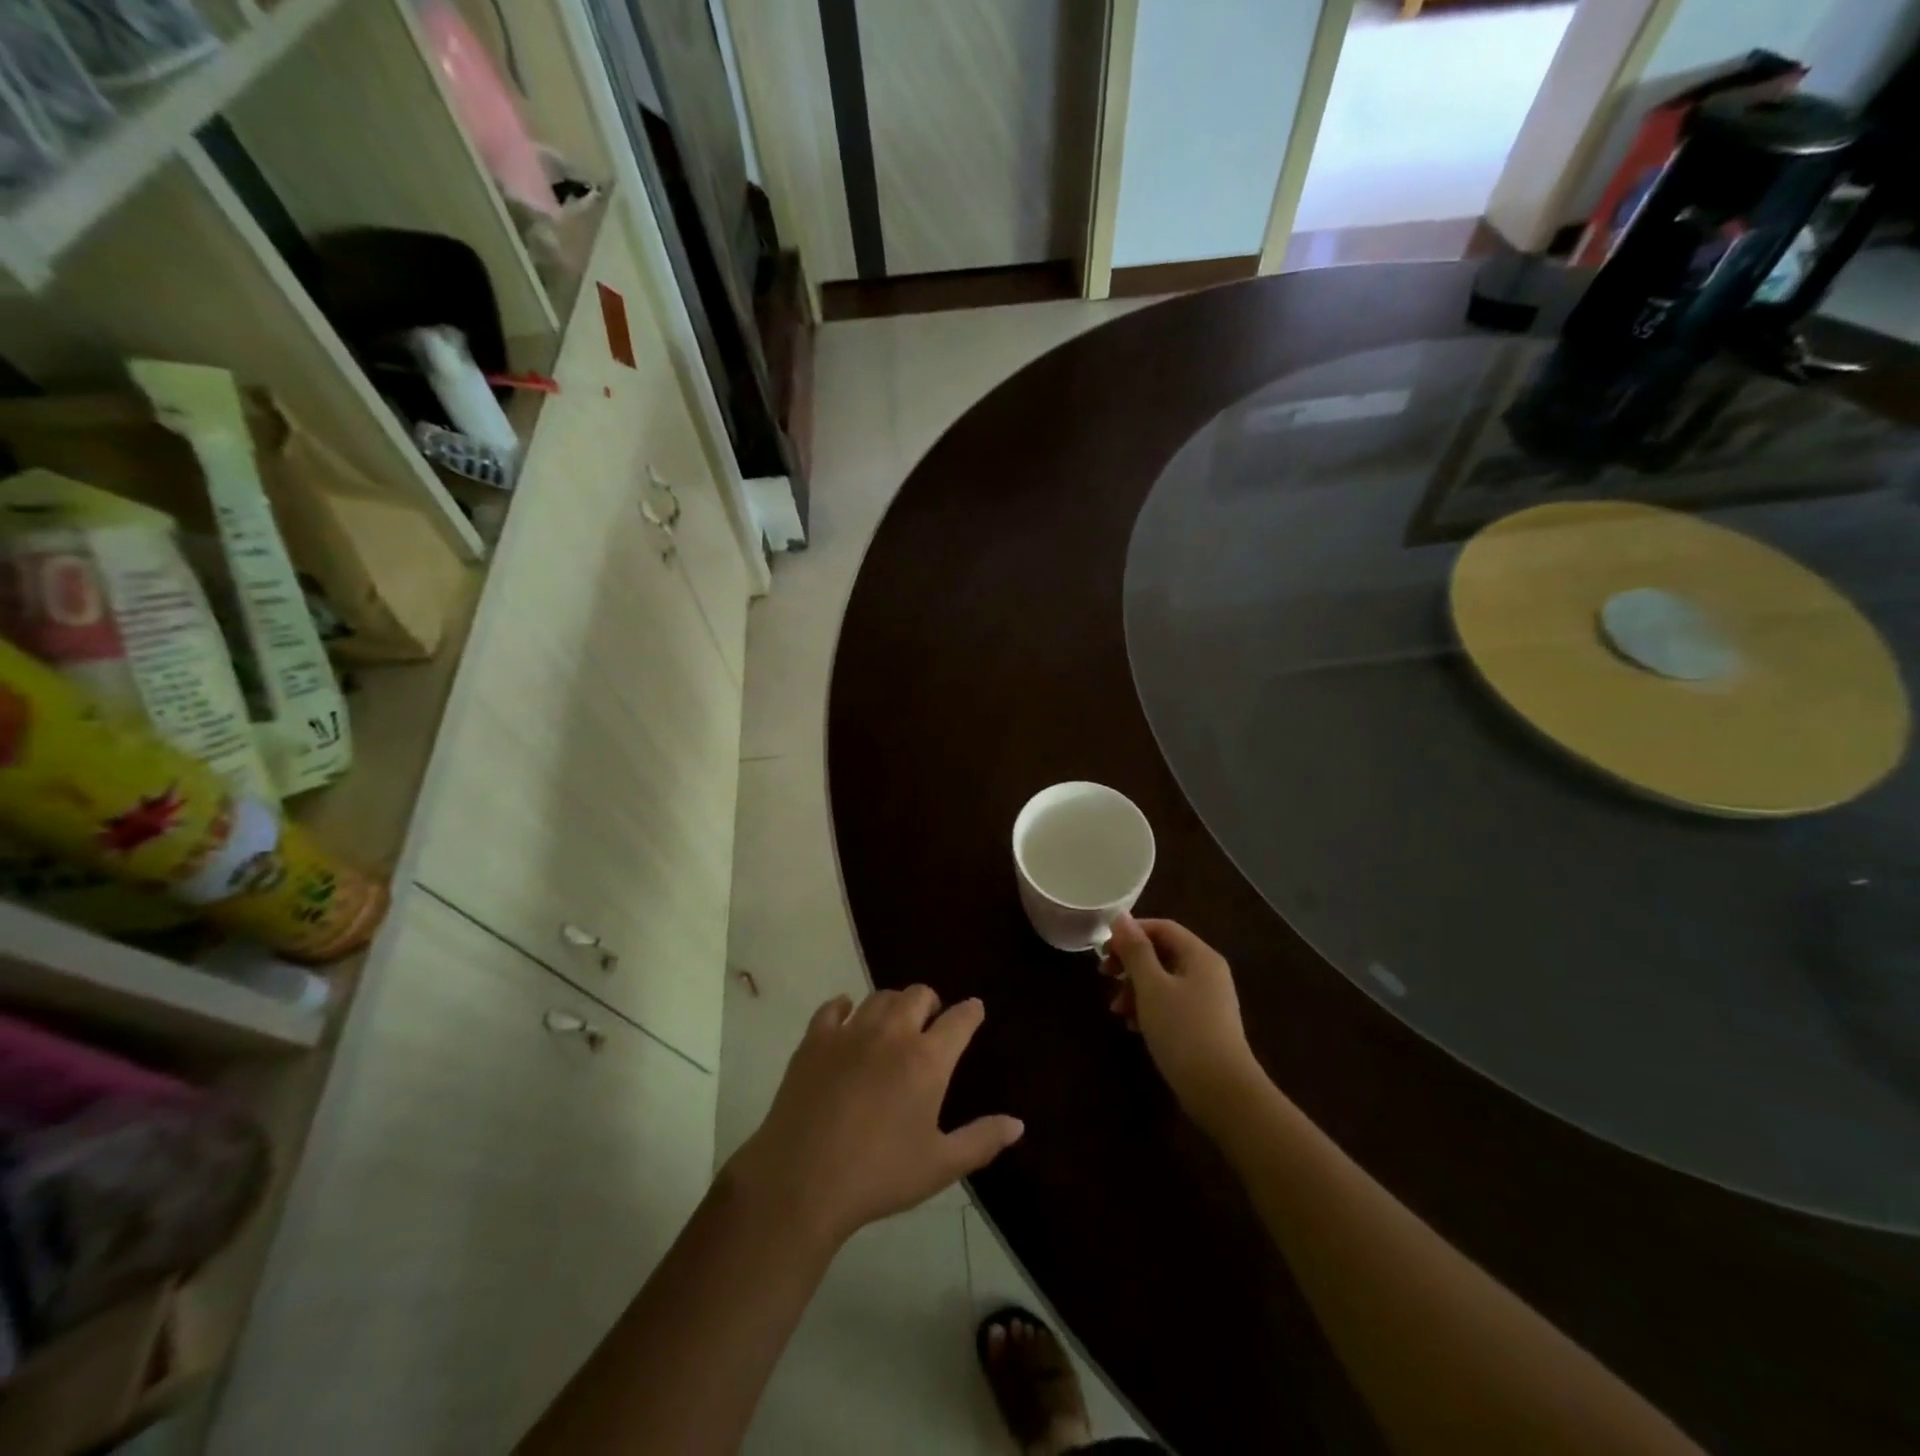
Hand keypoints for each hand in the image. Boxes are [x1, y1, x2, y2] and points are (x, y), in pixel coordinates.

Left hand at [723, 987, 1023, 1247]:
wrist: (801, 1181)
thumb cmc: (878, 1176)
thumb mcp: (939, 1166)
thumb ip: (981, 1140)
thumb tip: (1018, 1124)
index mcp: (927, 1059)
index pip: (960, 1019)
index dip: (971, 1012)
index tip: (974, 1010)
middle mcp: (892, 1033)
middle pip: (918, 995)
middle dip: (931, 1002)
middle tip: (931, 1021)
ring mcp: (850, 1032)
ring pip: (880, 997)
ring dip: (893, 1003)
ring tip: (893, 1021)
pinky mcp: (814, 1040)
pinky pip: (833, 1008)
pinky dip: (844, 1006)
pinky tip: (846, 1014)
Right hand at [1104, 916, 1261, 1118]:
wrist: (1221, 1092)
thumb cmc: (1183, 1031)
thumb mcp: (1151, 987)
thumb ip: (1135, 950)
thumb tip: (1121, 917)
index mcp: (1199, 956)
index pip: (1162, 928)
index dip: (1130, 933)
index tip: (1104, 950)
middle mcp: (1207, 972)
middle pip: (1162, 953)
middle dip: (1129, 963)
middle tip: (1103, 975)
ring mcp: (1208, 1000)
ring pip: (1164, 980)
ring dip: (1135, 989)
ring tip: (1116, 1010)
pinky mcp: (1203, 1025)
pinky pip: (1171, 1003)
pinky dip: (1150, 1008)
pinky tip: (1133, 1027)